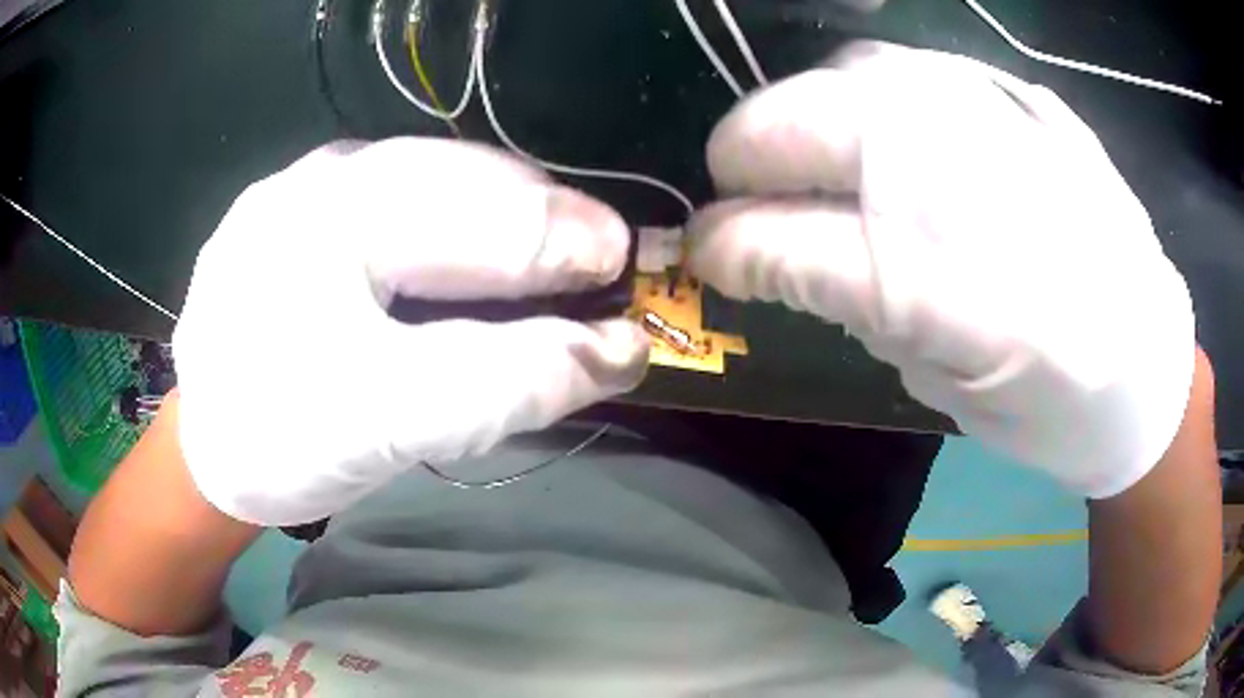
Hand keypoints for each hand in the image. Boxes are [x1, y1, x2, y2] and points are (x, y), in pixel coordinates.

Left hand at [173, 139, 648, 525]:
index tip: (623, 267)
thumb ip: (505, 384)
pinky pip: (399, 203)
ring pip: (430, 181)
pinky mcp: (305, 216)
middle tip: (597, 260)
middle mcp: (318, 178)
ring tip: (549, 255)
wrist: (207, 454)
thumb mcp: (389, 424)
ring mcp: (308, 190)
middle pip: (454, 175)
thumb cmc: (281, 442)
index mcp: (325, 213)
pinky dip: (454, 227)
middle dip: (536, 217)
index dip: (558, 237)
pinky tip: (477, 258)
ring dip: (499, 216)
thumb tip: (620, 351)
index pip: (470, 207)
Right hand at [688, 43, 1195, 497]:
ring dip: (800, 117)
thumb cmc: (1050, 407)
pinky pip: (906, 66)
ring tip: (807, 161)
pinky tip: (874, 131)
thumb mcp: (945, 390)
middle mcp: (971, 181)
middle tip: (742, 194)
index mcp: (955, 293)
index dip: (729, 247)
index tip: (704, 255)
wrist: (1148, 363)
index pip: (791, 242)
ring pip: (847, 75)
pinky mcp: (1019, 97)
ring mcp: (998, 118)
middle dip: (745, 157)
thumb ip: (854, 308)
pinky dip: (862, 93)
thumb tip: (767, 251)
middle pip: (806, 124)